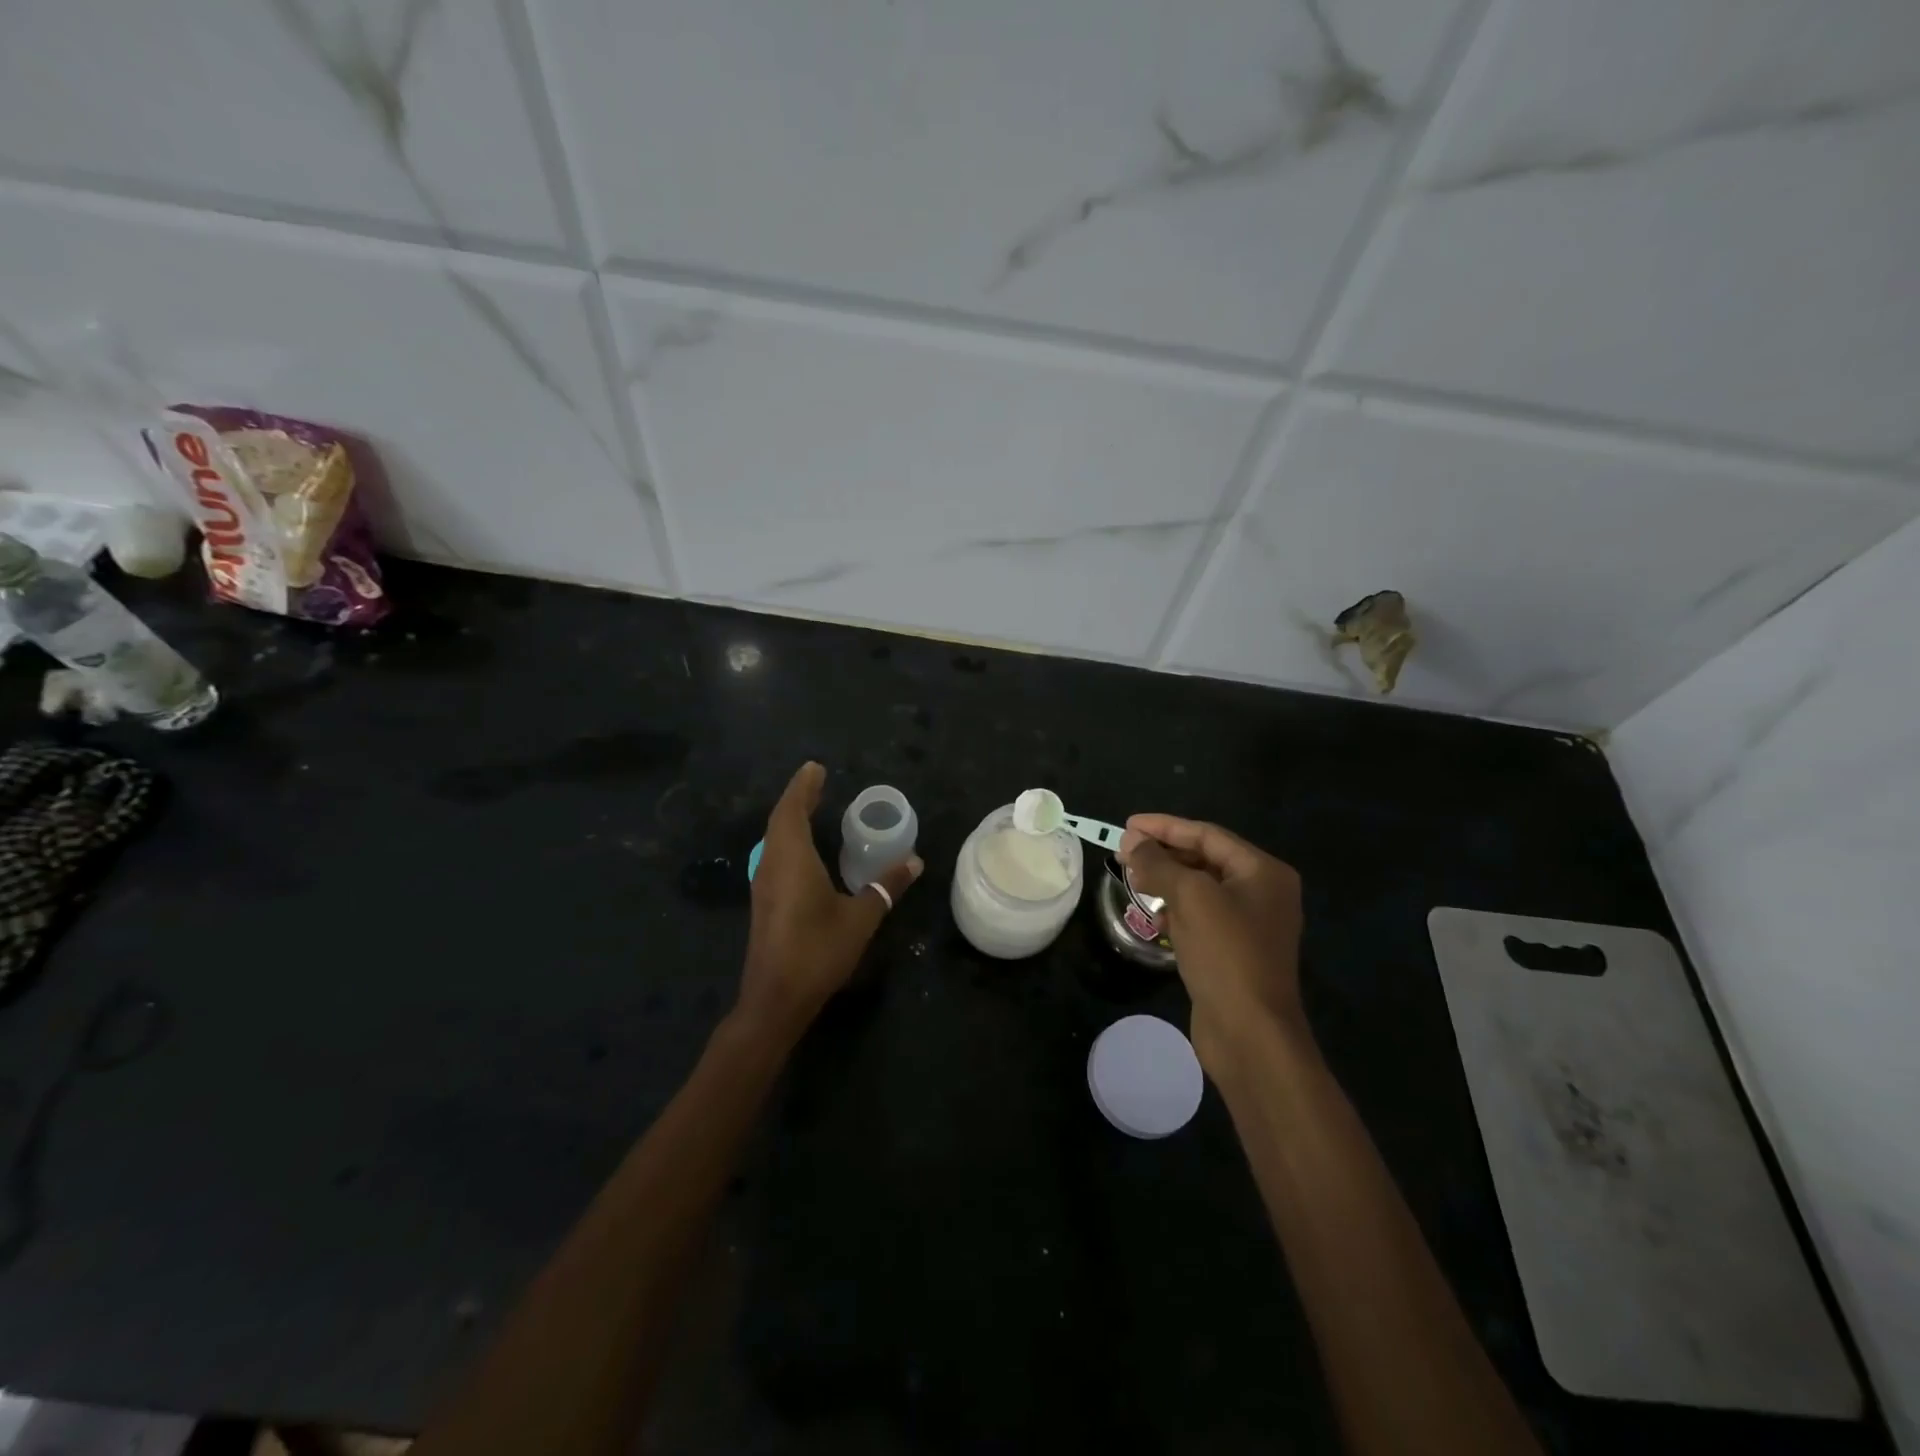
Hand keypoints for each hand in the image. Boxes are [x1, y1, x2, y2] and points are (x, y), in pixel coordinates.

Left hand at [739, 762, 922, 1039]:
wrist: (775, 999)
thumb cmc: (817, 951)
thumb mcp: (860, 918)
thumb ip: (886, 887)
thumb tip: (914, 861)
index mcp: (791, 859)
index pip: (791, 810)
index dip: (803, 787)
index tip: (815, 768)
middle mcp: (771, 865)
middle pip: (780, 820)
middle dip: (798, 798)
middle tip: (818, 782)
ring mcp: (763, 885)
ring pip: (774, 839)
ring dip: (791, 818)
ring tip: (812, 807)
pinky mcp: (764, 902)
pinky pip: (775, 855)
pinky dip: (789, 839)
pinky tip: (805, 850)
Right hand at [1119, 813, 1305, 1070]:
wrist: (1250, 1033)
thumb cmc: (1226, 954)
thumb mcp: (1190, 897)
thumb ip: (1159, 864)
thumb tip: (1131, 842)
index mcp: (1263, 872)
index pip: (1207, 835)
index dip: (1165, 827)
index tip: (1127, 825)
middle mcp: (1261, 893)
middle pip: (1204, 859)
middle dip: (1163, 854)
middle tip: (1123, 852)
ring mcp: (1248, 925)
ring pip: (1199, 889)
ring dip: (1165, 880)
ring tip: (1130, 877)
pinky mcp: (1233, 952)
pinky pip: (1199, 917)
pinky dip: (1174, 909)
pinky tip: (1151, 913)